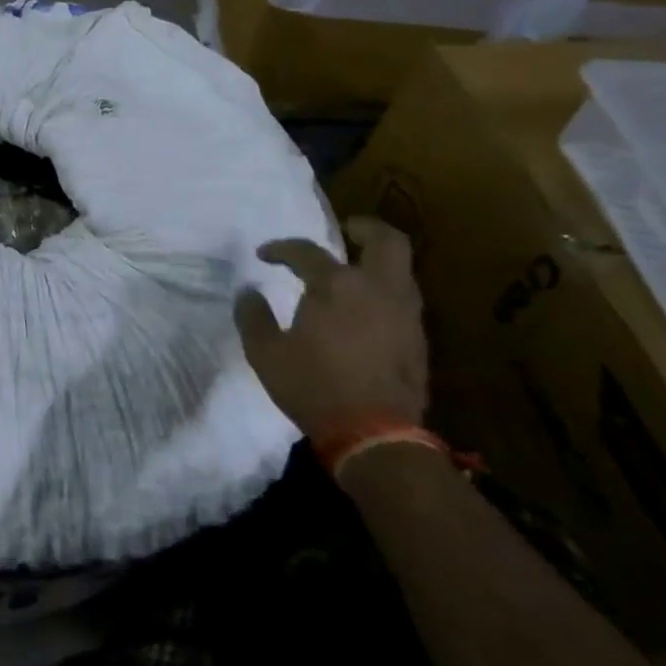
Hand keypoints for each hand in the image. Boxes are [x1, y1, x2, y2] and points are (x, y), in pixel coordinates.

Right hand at [235, 216, 427, 438]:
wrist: (375, 436)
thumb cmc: (313, 386)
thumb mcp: (265, 353)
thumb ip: (253, 316)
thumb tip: (248, 292)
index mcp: (337, 285)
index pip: (306, 251)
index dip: (281, 248)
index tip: (265, 255)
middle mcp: (377, 289)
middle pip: (386, 241)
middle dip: (365, 228)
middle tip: (345, 231)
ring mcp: (405, 314)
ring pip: (401, 270)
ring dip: (377, 262)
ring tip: (352, 272)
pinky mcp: (418, 340)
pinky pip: (403, 299)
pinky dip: (385, 292)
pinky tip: (366, 309)